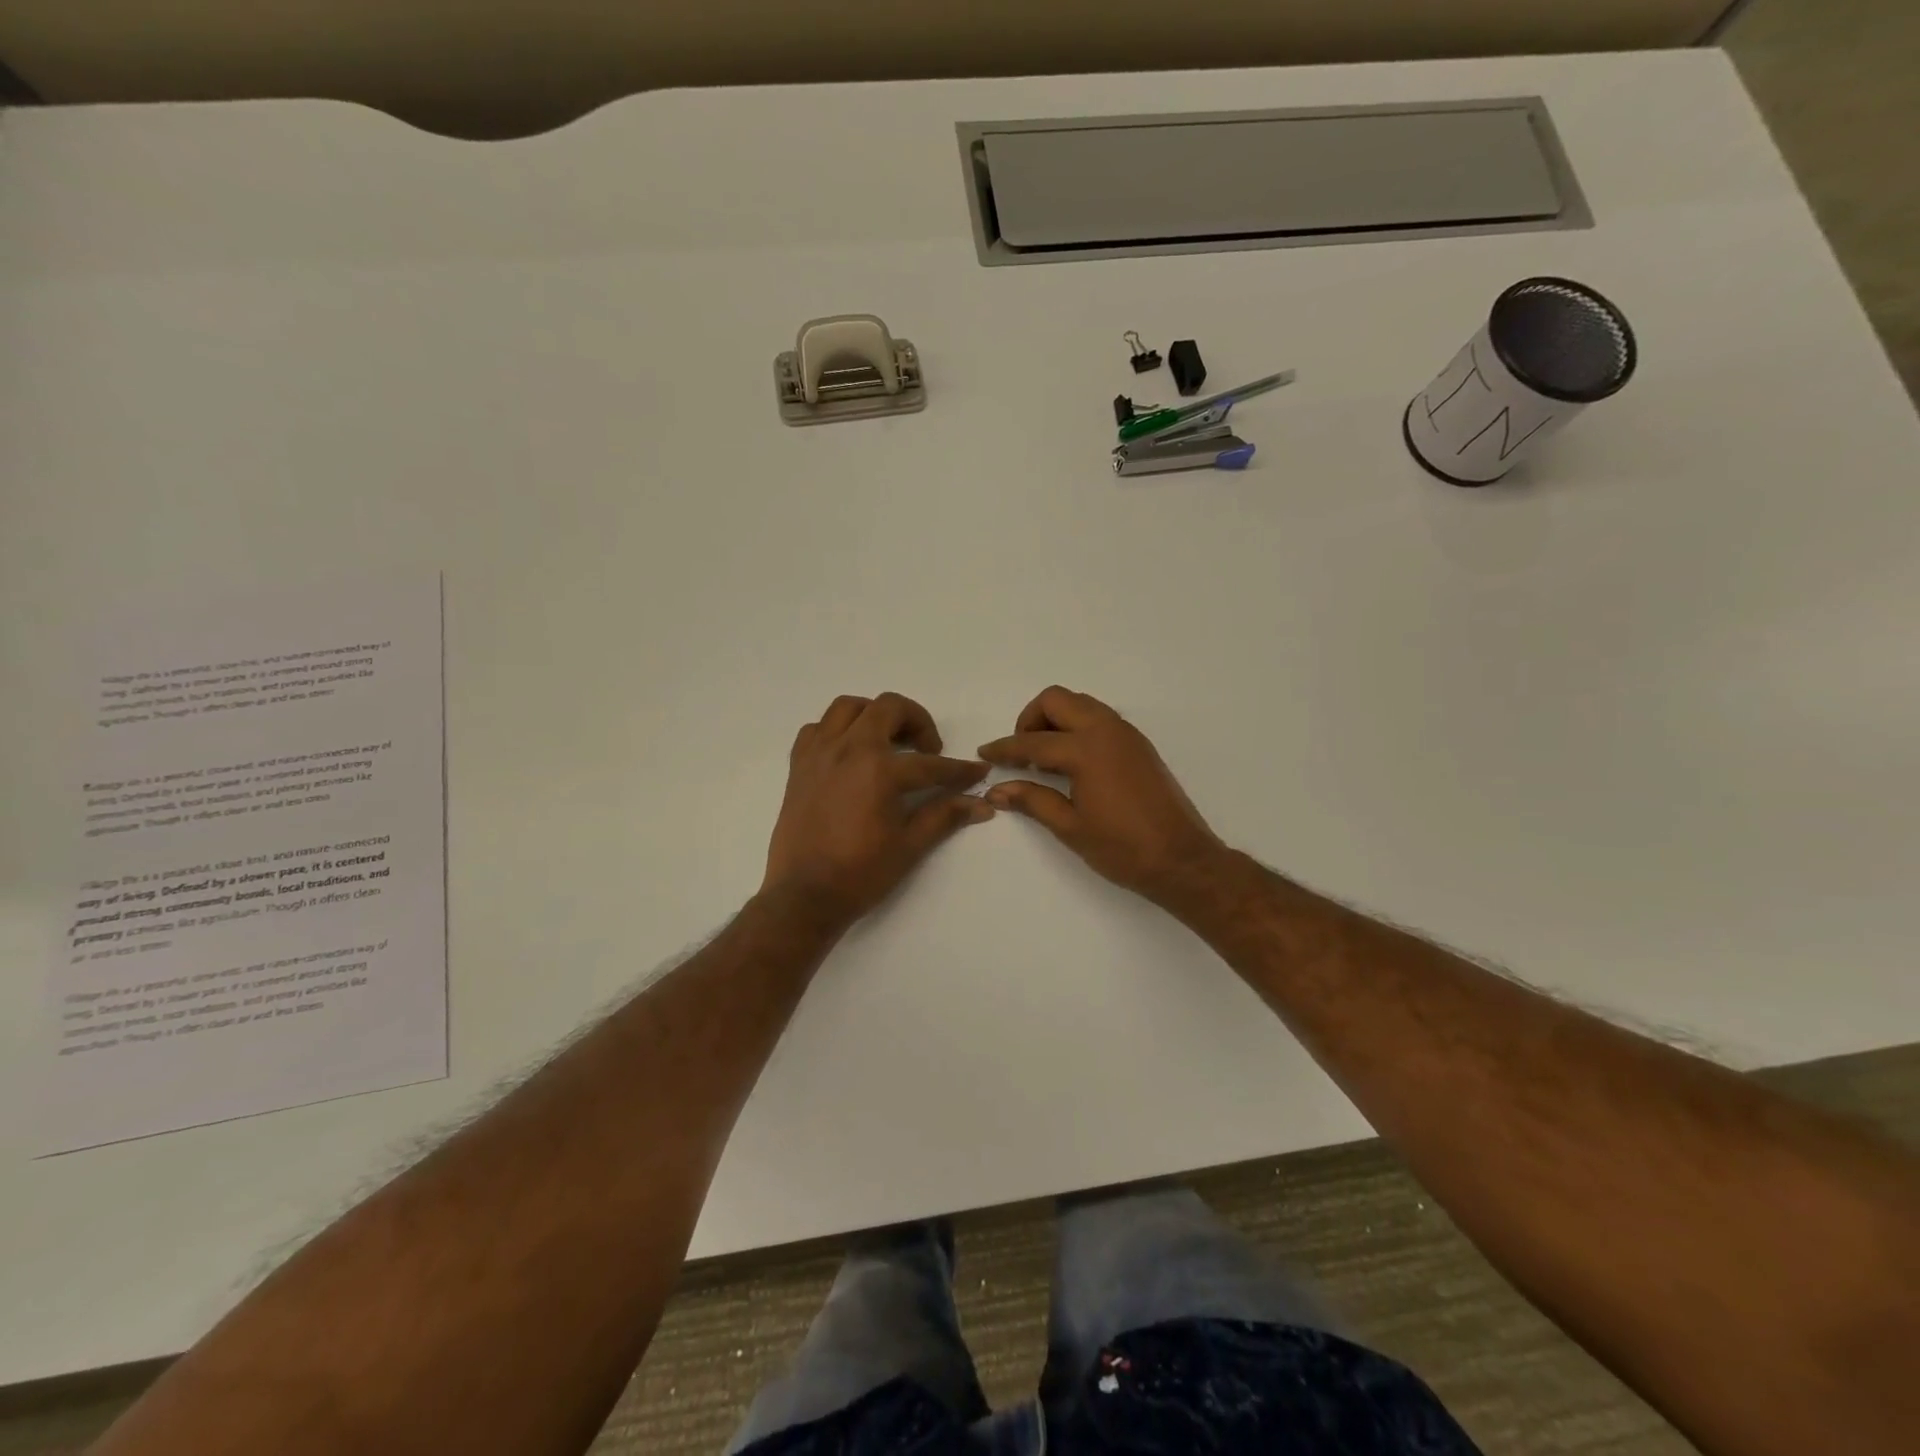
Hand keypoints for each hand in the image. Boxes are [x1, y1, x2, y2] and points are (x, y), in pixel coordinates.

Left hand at [763, 693, 992, 926]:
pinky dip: (836, 731)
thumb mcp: (909, 845)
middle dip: (917, 721)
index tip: (977, 772)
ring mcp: (819, 754)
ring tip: (888, 741)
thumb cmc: (860, 874)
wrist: (804, 896)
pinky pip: (816, 729)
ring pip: (848, 707)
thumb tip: (982, 805)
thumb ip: (945, 816)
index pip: (930, 764)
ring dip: (874, 715)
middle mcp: (848, 749)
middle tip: (927, 749)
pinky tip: (849, 754)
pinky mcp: (798, 766)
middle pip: (888, 708)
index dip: (958, 770)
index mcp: (879, 769)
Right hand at [978, 686, 1225, 903]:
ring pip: (1081, 705)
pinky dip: (1078, 728)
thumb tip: (996, 790)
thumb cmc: (1122, 848)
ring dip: (1056, 720)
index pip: (1033, 742)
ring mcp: (1126, 734)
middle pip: (1057, 700)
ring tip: (1044, 759)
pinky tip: (1071, 764)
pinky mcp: (1139, 745)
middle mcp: (1107, 730)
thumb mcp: (1070, 827)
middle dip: (1030, 719)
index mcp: (1086, 750)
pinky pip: (1100, 718)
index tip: (984, 753)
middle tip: (1021, 754)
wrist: (1181, 859)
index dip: (1005, 748)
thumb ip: (1032, 800)